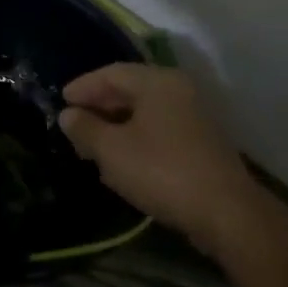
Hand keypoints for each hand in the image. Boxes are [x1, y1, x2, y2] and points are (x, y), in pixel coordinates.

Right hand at [58, 63, 260, 256]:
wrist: (226, 213)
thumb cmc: (161, 171)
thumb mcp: (111, 150)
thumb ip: (85, 128)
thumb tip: (68, 115)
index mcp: (157, 82)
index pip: (111, 73)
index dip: (83, 86)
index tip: (61, 101)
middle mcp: (179, 91)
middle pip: (129, 90)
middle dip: (98, 107)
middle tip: (73, 125)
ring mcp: (194, 117)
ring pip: (145, 113)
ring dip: (115, 125)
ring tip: (91, 146)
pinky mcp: (201, 143)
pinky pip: (159, 130)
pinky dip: (135, 139)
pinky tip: (120, 161)